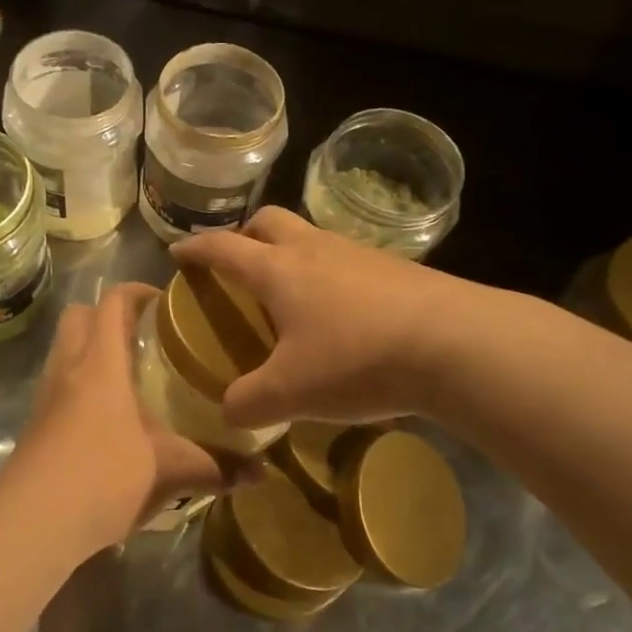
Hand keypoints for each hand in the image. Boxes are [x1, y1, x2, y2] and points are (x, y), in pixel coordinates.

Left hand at [3, 283, 230, 557]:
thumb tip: (262, 472)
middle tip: (145, 336)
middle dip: (108, 314)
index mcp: (101, 361)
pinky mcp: (36, 420)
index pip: (113, 301)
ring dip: (91, 347)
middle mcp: (69, 365)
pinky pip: (58, 380)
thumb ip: (215, 466)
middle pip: (79, 314)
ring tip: (130, 374)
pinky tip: (107, 415)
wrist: (33, 520)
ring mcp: (47, 392)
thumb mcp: (167, 470)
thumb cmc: (103, 476)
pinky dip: (80, 381)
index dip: (138, 292)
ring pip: (65, 347)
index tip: (166, 303)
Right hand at [175, 206, 514, 430]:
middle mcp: (313, 249)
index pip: (223, 247)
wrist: (454, 343)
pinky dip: (328, 275)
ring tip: (290, 295)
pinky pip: (345, 260)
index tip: (177, 253)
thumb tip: (229, 410)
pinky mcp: (394, 267)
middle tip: (239, 264)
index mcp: (277, 270)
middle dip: (245, 235)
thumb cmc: (357, 358)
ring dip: (290, 253)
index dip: (195, 249)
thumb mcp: (291, 393)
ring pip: (310, 237)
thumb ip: (248, 402)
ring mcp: (357, 253)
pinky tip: (341, 315)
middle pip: (268, 221)